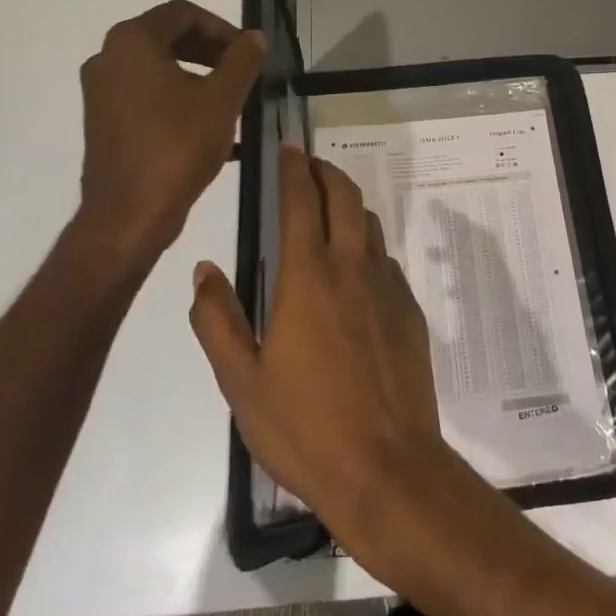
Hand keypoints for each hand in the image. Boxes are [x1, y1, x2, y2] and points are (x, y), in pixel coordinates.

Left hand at [72, 0, 262, 260]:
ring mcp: (101, 90)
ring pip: (157, 67)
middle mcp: (108, 57)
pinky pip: (145, 93)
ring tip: (230, 100)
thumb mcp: (222, 100)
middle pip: (167, 36)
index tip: (249, 53)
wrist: (129, 212)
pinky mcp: (103, 119)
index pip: (183, 13)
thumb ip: (242, 61)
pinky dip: (177, 97)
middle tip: (243, 72)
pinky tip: (207, 125)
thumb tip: (255, 38)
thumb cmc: (177, 147)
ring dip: (197, 75)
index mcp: (133, 42)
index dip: (222, 27)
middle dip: (210, 50)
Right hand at [188, 144, 449, 540]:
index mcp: (308, 278)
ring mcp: (388, 289)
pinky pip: (386, 262)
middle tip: (309, 165)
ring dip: (349, 206)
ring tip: (330, 209)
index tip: (288, 147)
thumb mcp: (241, 382)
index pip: (301, 201)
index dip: (294, 168)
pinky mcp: (410, 313)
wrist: (387, 467)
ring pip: (370, 226)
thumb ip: (218, 320)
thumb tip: (205, 270)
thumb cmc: (304, 428)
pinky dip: (367, 247)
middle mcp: (353, 269)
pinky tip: (356, 270)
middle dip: (326, 172)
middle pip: (344, 198)